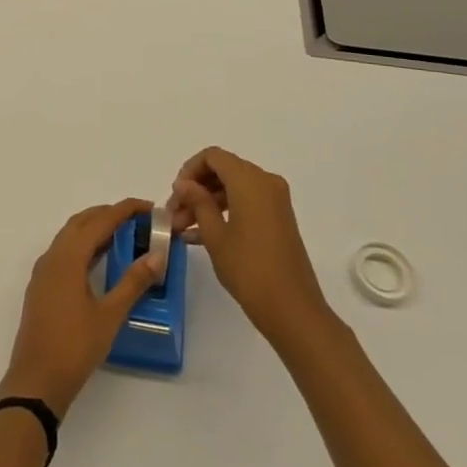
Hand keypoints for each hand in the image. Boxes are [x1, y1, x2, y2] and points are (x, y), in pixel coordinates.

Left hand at [0, 199, 164, 419]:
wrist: (36, 380)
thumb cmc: (75, 347)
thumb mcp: (110, 315)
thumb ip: (133, 282)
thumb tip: (157, 256)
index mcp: (68, 257)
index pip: (99, 221)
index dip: (124, 210)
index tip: (149, 207)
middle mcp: (52, 256)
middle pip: (82, 222)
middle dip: (109, 214)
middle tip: (138, 219)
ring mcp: (44, 271)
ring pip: (70, 236)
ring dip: (95, 228)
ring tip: (124, 234)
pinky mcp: (42, 286)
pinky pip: (64, 252)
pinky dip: (84, 245)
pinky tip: (100, 259)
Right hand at [172, 147, 331, 347]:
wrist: (292, 309)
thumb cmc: (249, 269)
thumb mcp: (215, 234)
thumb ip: (198, 202)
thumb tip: (184, 183)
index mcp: (250, 180)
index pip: (213, 157)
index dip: (189, 170)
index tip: (175, 195)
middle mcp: (265, 182)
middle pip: (223, 171)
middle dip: (196, 189)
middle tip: (174, 213)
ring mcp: (275, 201)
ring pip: (233, 189)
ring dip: (206, 203)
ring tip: (181, 228)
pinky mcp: (278, 219)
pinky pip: (245, 203)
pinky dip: (223, 213)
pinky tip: (198, 236)